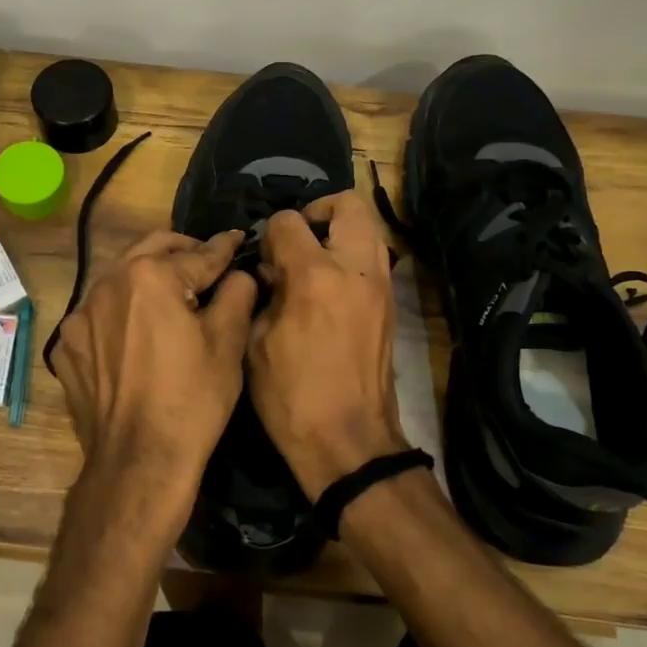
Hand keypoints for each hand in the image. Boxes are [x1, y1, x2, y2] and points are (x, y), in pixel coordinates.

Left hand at [50, 230, 255, 534]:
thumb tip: (238, 273)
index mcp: (149, 276)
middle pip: (150, 250)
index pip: (197, 254)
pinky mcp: (68, 346)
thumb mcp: (227, 344)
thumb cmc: (192, 400)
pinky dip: (122, 312)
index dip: (224, 248)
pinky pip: (99, 314)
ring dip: (147, 278)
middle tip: (206, 261)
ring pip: (119, 279)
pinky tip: (138, 334)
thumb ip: (236, 293)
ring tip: (172, 296)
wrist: (138, 462)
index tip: (237, 240)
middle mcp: (107, 284)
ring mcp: (80, 316)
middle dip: (182, 250)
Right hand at [246, 193, 408, 499]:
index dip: (269, 234)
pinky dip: (352, 257)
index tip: (262, 256)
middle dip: (318, 211)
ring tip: (313, 260)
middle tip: (297, 239)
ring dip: (340, 231)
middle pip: (348, 205)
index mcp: (314, 277)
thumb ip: (261, 294)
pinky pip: (375, 258)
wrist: (349, 441)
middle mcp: (355, 269)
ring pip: (369, 228)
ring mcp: (381, 286)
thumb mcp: (255, 343)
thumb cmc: (291, 397)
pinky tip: (329, 287)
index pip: (289, 222)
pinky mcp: (391, 304)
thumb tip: (270, 271)